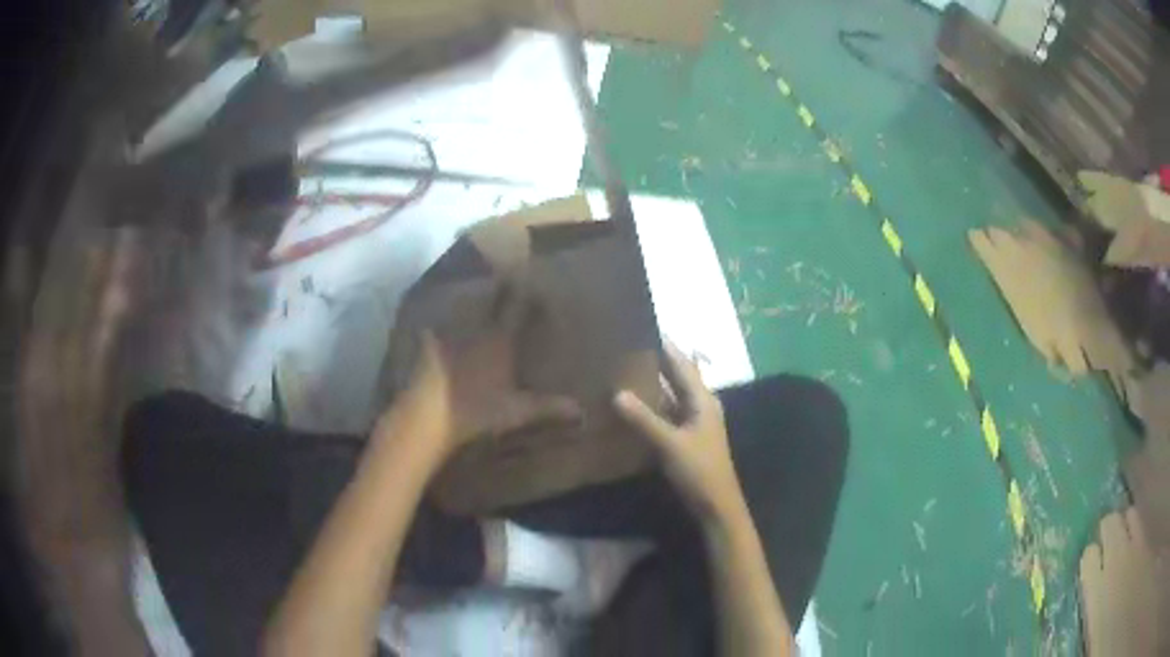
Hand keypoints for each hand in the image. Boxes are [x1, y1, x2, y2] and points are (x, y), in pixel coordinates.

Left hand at [385, 282, 580, 459]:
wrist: (426, 415)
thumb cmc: (475, 411)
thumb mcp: (516, 413)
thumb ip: (548, 408)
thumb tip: (582, 411)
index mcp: (500, 340)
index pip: (518, 306)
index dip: (528, 293)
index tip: (537, 283)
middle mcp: (476, 328)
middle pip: (490, 298)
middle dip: (501, 287)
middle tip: (509, 277)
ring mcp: (449, 333)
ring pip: (464, 306)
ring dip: (473, 299)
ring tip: (478, 294)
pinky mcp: (426, 343)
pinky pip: (438, 324)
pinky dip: (443, 321)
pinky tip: (439, 324)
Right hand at [613, 343, 744, 523]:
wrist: (717, 504)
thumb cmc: (699, 470)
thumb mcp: (670, 444)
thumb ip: (644, 419)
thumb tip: (616, 392)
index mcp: (702, 400)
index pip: (682, 363)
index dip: (666, 345)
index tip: (644, 325)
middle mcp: (701, 405)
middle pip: (678, 376)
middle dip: (657, 360)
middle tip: (628, 345)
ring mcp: (695, 422)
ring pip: (673, 394)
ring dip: (655, 382)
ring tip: (626, 368)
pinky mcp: (687, 437)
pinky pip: (669, 412)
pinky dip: (654, 404)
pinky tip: (634, 404)